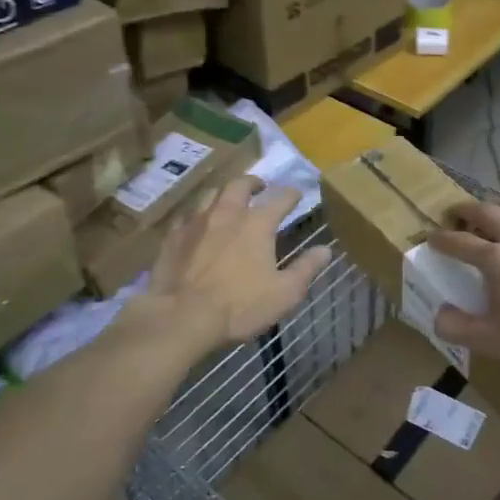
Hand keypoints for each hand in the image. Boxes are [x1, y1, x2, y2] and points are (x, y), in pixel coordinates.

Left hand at [130, 176, 330, 354]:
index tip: (297, 194)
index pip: (280, 199)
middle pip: (240, 185)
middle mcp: (227, 212)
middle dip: (253, 182)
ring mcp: (196, 222)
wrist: (182, 317)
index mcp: (257, 223)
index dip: (291, 194)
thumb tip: (325, 249)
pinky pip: (187, 216)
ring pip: (211, 194)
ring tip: (229, 199)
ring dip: (224, 193)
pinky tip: (197, 224)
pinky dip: (197, 215)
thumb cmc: (240, 306)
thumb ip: (306, 268)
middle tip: (260, 187)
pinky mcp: (173, 236)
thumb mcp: (285, 293)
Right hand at [429, 197, 499, 379]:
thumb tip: (439, 313)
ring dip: (496, 205)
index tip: (429, 238)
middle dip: (465, 210)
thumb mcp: (491, 342)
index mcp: (496, 260)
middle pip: (487, 211)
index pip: (460, 242)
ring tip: (488, 212)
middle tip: (453, 214)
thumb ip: (457, 327)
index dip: (440, 239)